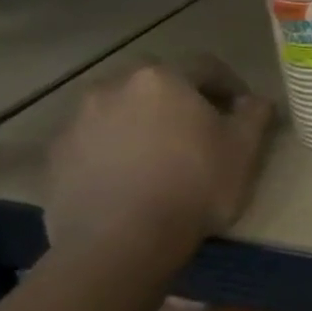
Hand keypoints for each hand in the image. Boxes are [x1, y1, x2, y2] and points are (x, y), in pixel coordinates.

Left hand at [44, 56, 273, 274]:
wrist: (120, 243)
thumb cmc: (194, 186)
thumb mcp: (245, 149)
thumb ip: (256, 114)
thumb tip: (255, 101)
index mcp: (163, 78)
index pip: (206, 67)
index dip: (230, 85)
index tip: (242, 110)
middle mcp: (114, 87)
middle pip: (155, 82)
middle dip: (178, 97)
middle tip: (197, 127)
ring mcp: (77, 121)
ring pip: (120, 108)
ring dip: (141, 121)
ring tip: (159, 155)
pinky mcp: (55, 157)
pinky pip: (94, 140)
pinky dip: (112, 149)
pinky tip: (129, 178)